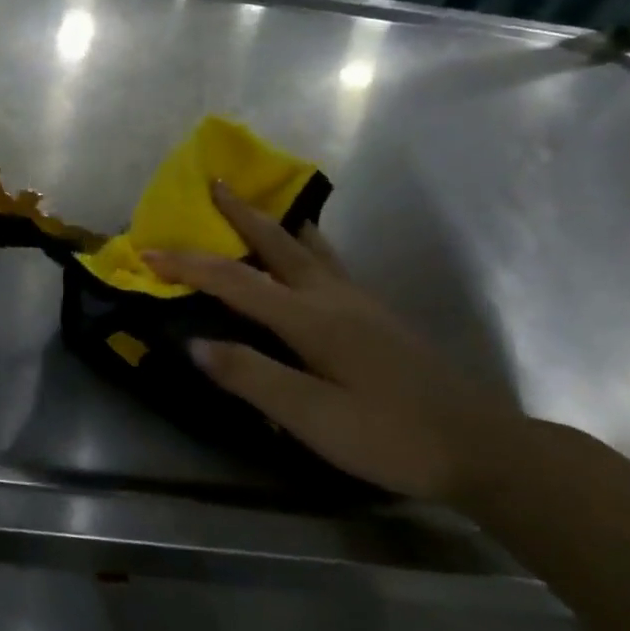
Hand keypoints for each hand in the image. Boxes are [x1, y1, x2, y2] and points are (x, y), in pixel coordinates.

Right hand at [145, 181, 520, 502]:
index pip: (235, 281)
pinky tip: (309, 256)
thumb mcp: (311, 417)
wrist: (481, 447)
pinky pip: (329, 263)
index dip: (189, 265)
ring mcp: (361, 302)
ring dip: (277, 224)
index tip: (148, 252)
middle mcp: (333, 297)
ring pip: (310, 248)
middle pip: (278, 244)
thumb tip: (194, 341)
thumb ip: (250, 376)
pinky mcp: (378, 316)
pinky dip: (305, 245)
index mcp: (310, 318)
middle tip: (217, 183)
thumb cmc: (389, 435)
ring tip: (260, 207)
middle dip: (242, 214)